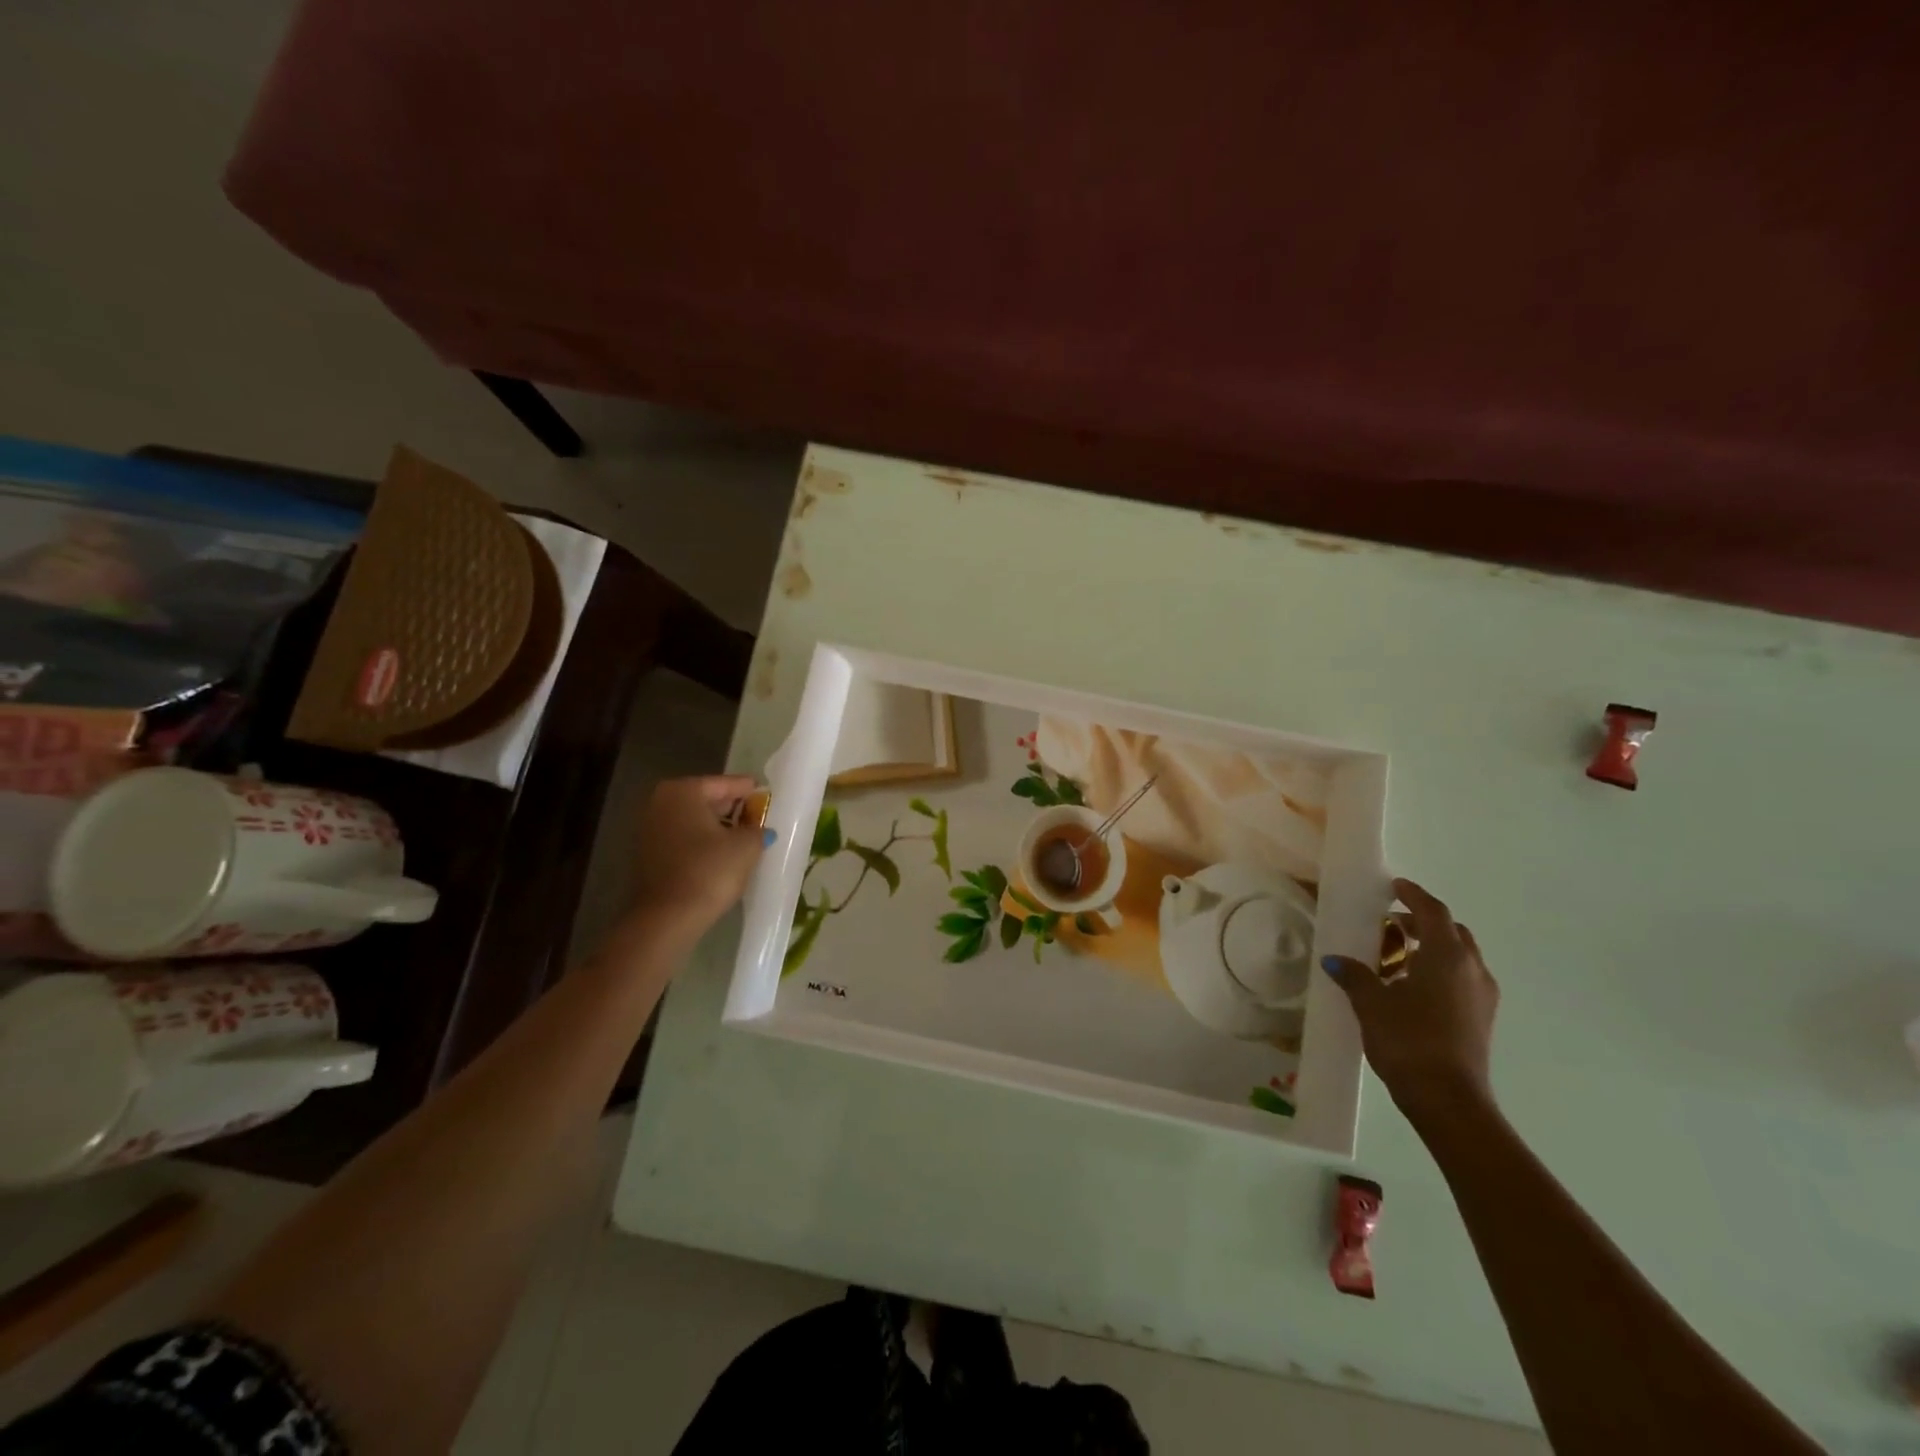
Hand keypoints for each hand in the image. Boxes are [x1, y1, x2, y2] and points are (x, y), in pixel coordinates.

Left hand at [626, 775, 769, 941]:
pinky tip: (724, 855)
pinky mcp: (649, 855)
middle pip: (707, 800)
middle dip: (733, 809)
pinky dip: (703, 843)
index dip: (750, 791)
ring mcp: (650, 829)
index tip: (768, 796)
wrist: (668, 918)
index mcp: (683, 791)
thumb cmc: (709, 871)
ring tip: (746, 839)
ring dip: (719, 828)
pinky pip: (684, 839)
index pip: (726, 784)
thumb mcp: (747, 846)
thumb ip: (758, 829)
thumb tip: (761, 829)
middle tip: (759, 818)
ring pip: (695, 821)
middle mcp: (661, 803)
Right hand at [1322, 878, 1498, 1120]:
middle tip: (1390, 924)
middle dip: (1422, 922)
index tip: (1395, 886)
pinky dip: (1438, 971)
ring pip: (1459, 957)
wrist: (1448, 1100)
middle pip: (1451, 932)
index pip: (1433, 911)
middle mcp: (1472, 969)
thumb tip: (1336, 960)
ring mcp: (1482, 996)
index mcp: (1447, 955)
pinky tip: (1410, 988)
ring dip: (1430, 949)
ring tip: (1396, 958)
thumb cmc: (1409, 1040)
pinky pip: (1461, 979)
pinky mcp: (1481, 1019)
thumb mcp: (1371, 1003)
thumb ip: (1355, 975)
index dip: (1413, 895)